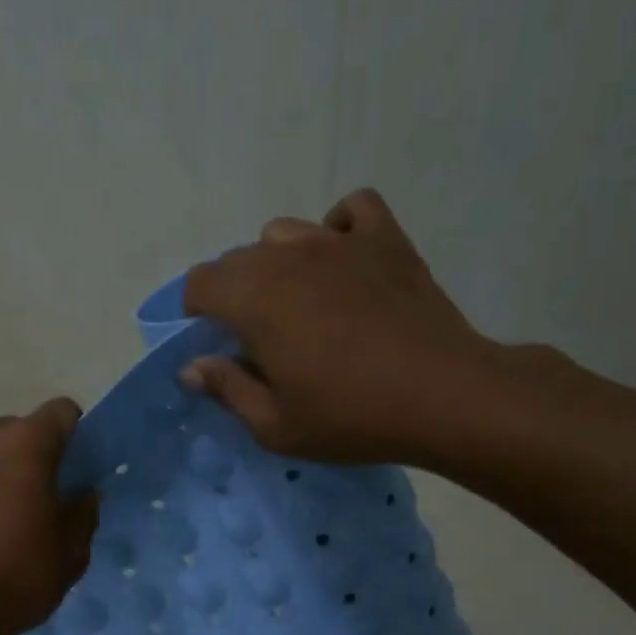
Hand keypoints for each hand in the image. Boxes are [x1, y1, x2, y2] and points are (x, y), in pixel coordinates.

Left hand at [0, 399, 98, 634]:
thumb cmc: (15, 575)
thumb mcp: (71, 553)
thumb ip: (83, 513)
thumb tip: (83, 494)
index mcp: (25, 443)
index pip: (62, 412)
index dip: (74, 435)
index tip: (74, 469)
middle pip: (14, 431)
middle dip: (28, 457)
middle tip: (35, 502)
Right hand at [180, 188, 513, 467]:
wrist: (444, 396)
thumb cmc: (350, 417)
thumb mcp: (274, 425)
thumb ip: (227, 389)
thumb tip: (192, 367)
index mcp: (254, 300)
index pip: (200, 283)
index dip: (196, 312)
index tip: (215, 343)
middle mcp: (289, 257)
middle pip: (238, 258)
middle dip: (234, 292)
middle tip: (257, 336)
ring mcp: (339, 241)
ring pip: (285, 232)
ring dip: (277, 262)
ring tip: (298, 300)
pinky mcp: (385, 239)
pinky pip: (350, 209)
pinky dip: (338, 228)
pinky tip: (343, 260)